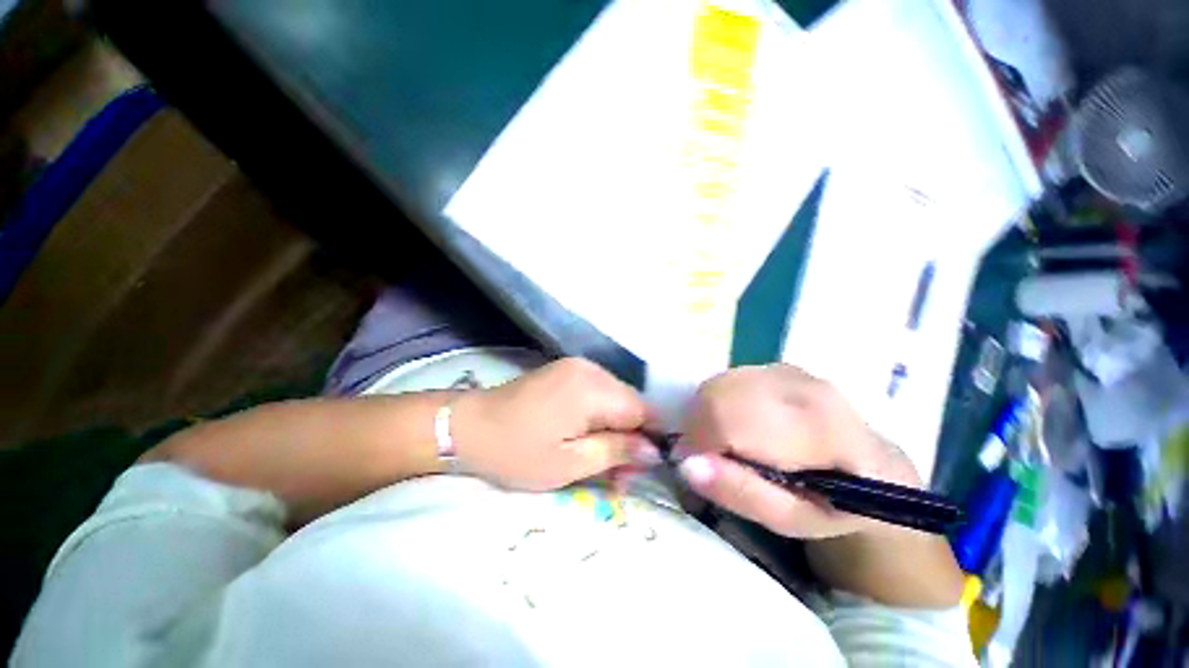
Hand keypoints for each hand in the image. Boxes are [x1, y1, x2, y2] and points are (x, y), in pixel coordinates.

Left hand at [451, 358, 660, 490]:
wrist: (468, 426)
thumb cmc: (516, 451)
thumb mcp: (568, 464)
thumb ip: (616, 452)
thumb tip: (655, 451)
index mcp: (593, 389)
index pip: (644, 411)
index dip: (647, 441)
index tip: (633, 470)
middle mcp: (592, 369)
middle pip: (632, 404)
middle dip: (630, 438)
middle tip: (614, 473)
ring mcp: (579, 366)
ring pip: (617, 398)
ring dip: (615, 428)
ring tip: (597, 456)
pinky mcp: (568, 370)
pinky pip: (600, 392)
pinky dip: (600, 415)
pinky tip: (585, 434)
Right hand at [675, 364, 921, 538]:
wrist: (873, 466)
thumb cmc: (835, 502)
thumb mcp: (793, 519)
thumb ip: (743, 494)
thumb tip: (687, 465)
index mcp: (817, 426)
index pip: (732, 419)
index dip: (699, 441)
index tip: (692, 465)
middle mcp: (801, 384)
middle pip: (718, 394)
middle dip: (698, 426)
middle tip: (707, 457)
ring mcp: (787, 369)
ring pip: (718, 384)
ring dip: (705, 414)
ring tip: (724, 443)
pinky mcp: (776, 365)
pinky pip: (726, 379)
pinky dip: (716, 403)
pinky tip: (735, 424)